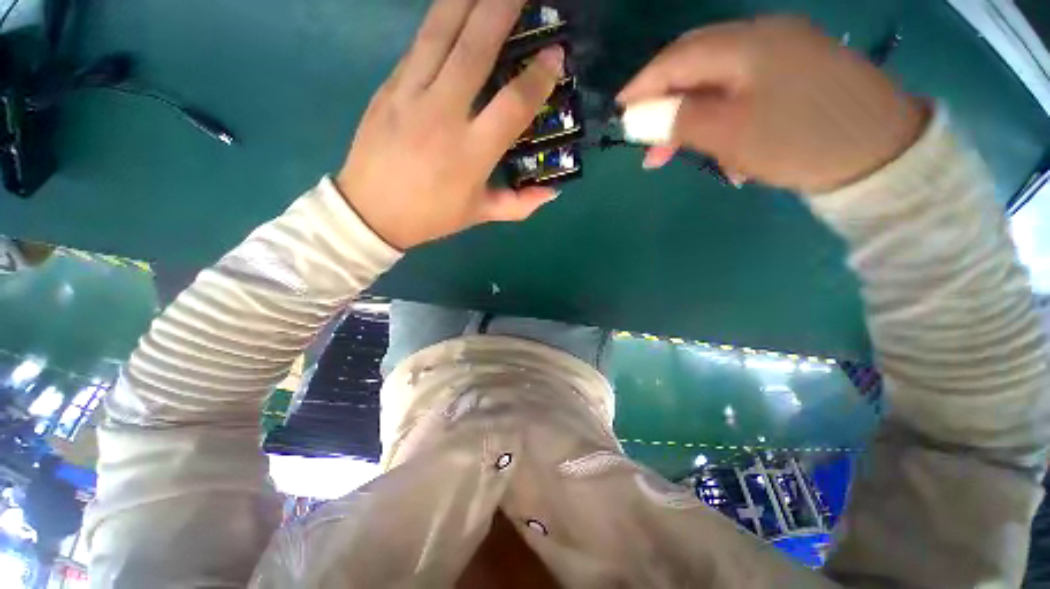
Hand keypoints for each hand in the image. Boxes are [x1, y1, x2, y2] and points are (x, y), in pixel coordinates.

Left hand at [336, 0, 563, 249]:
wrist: (371, 211)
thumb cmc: (432, 216)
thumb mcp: (480, 215)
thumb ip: (519, 204)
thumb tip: (553, 192)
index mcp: (471, 153)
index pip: (512, 105)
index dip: (537, 77)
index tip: (555, 54)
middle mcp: (443, 116)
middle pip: (475, 50)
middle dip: (502, 10)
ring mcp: (411, 95)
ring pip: (441, 34)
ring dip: (467, 0)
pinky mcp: (389, 87)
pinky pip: (418, 45)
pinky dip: (439, 21)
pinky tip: (454, 9)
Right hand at [618, 17, 929, 193]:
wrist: (881, 155)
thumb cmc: (798, 141)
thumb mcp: (729, 133)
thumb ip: (677, 120)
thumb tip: (634, 117)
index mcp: (747, 43)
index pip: (677, 57)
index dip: (643, 84)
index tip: (619, 111)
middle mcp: (765, 36)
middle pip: (696, 65)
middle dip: (666, 103)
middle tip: (648, 142)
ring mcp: (786, 52)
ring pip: (720, 81)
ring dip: (695, 116)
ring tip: (681, 154)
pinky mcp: (799, 73)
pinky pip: (745, 90)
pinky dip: (724, 117)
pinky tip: (726, 146)